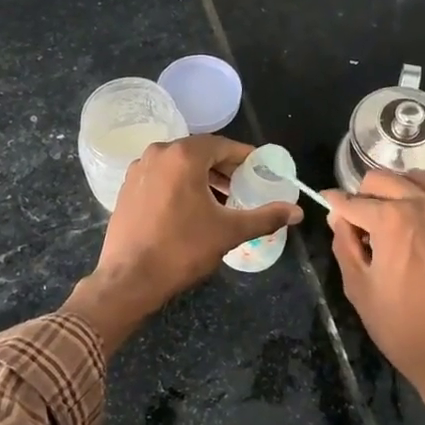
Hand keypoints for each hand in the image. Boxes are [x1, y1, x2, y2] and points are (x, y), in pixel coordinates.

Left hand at [63, 135, 300, 350]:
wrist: (129, 279)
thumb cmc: (182, 249)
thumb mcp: (229, 232)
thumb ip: (265, 217)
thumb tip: (297, 212)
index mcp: (183, 156)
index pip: (223, 145)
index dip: (245, 158)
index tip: (260, 172)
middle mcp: (158, 154)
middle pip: (200, 152)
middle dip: (224, 168)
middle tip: (244, 187)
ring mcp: (138, 170)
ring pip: (179, 165)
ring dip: (202, 177)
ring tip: (221, 200)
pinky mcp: (127, 188)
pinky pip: (162, 177)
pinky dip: (180, 185)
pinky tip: (191, 209)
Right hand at [325, 171, 424, 424]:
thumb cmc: (401, 327)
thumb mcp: (359, 288)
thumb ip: (344, 244)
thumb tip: (338, 217)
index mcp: (391, 220)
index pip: (351, 200)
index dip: (332, 204)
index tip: (323, 207)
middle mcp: (421, 207)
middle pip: (381, 179)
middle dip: (362, 194)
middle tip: (355, 223)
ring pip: (411, 180)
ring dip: (391, 191)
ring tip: (382, 219)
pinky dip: (416, 200)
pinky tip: (408, 226)